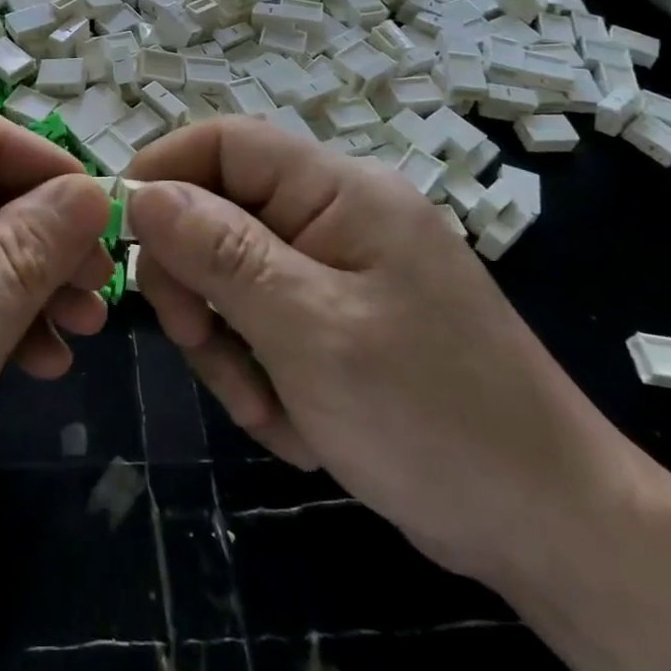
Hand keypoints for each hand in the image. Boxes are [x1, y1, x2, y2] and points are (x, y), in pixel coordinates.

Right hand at [128, 118, 651, 591]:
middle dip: (198, 284)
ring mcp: (336, 269)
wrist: (550, 529)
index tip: (120, 234)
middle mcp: (335, 215)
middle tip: (202, 347)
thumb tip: (140, 192)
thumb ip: (220, 252)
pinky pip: (262, 322)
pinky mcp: (336, 319)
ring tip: (269, 407)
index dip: (163, 170)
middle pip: (219, 212)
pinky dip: (260, 372)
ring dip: (229, 344)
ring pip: (231, 278)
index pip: (226, 141)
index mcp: (339, 190)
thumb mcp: (309, 330)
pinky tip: (298, 422)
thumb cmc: (431, 416)